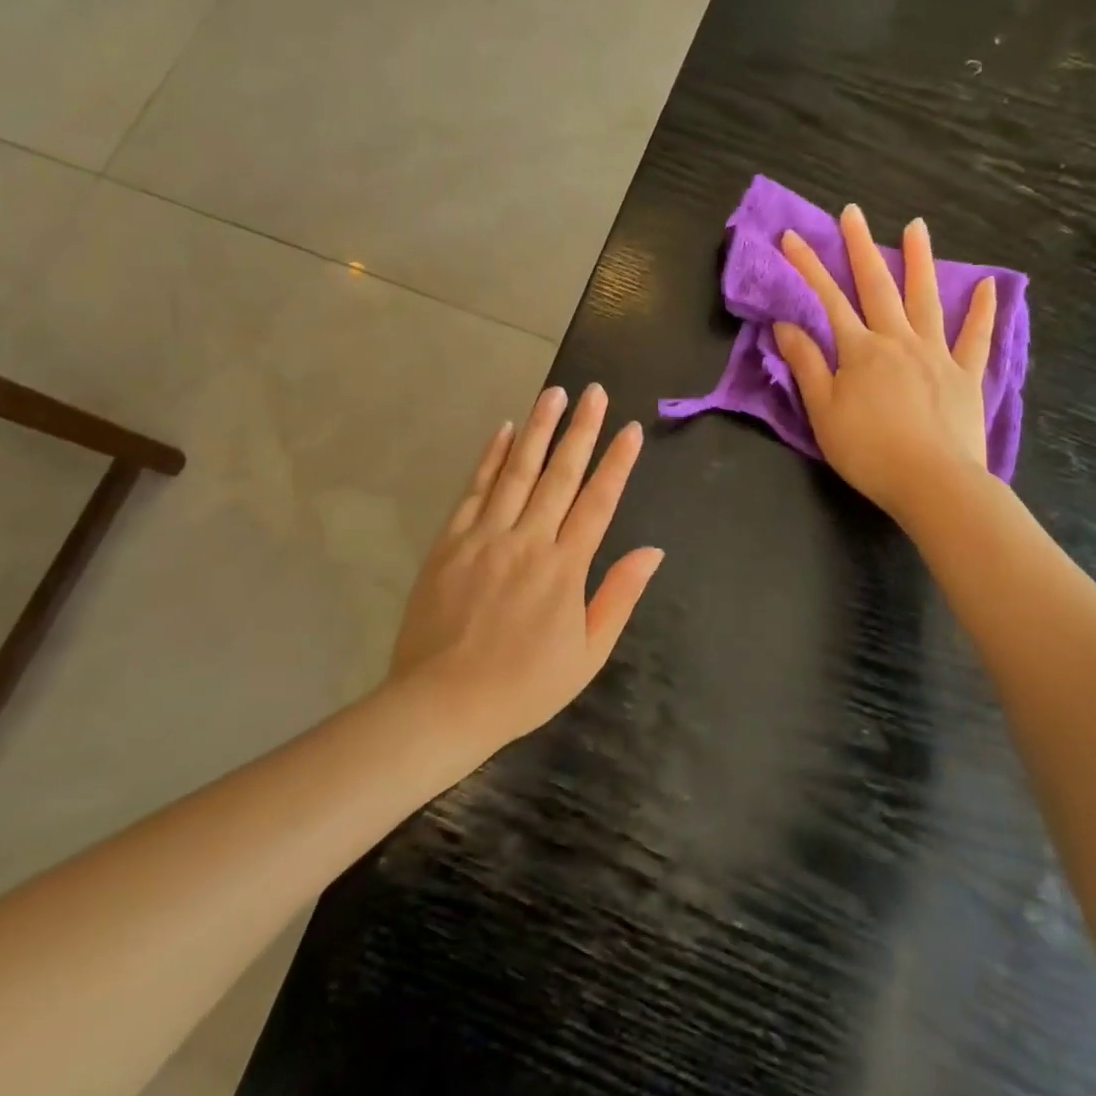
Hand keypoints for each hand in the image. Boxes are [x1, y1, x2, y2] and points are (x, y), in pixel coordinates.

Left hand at [387, 383, 663, 745]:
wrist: (443, 703)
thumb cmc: (524, 686)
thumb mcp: (587, 654)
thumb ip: (619, 596)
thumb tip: (652, 551)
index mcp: (565, 568)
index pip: (598, 502)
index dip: (617, 463)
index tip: (630, 429)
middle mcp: (528, 540)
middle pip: (560, 475)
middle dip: (581, 430)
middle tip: (594, 392)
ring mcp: (486, 536)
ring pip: (517, 471)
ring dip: (538, 429)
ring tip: (554, 393)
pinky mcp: (451, 541)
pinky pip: (475, 489)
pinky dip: (491, 457)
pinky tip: (504, 430)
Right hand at [772, 204, 996, 525]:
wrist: (932, 483)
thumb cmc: (869, 451)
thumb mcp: (823, 411)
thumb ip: (807, 364)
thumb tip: (786, 324)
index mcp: (860, 351)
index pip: (827, 299)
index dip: (807, 267)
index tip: (791, 237)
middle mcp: (898, 340)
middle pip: (876, 286)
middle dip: (860, 247)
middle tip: (852, 212)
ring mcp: (936, 354)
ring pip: (925, 298)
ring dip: (919, 260)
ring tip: (916, 226)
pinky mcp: (965, 374)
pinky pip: (975, 337)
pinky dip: (983, 310)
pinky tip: (990, 285)